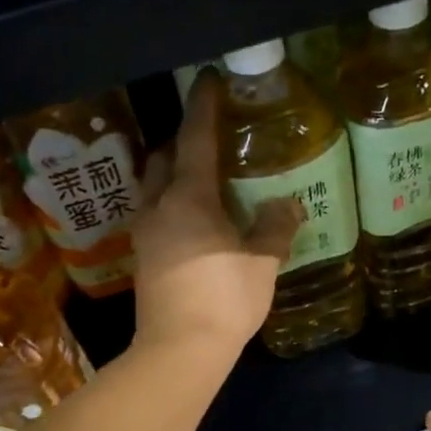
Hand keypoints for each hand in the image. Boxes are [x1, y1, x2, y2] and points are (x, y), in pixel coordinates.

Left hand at [131, 74, 302, 356]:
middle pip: (162, 160)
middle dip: (181, 143)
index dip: (204, 108)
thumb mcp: (261, 262)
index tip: (210, 81)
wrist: (180, 349)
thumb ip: (274, 228)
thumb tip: (287, 205)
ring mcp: (145, 235)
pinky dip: (170, 206)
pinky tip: (191, 222)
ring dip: (171, 176)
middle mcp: (158, 207)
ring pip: (152, 189)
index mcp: (188, 198)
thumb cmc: (224, 299)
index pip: (195, 140)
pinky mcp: (143, 261)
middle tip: (207, 141)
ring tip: (199, 182)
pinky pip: (154, 217)